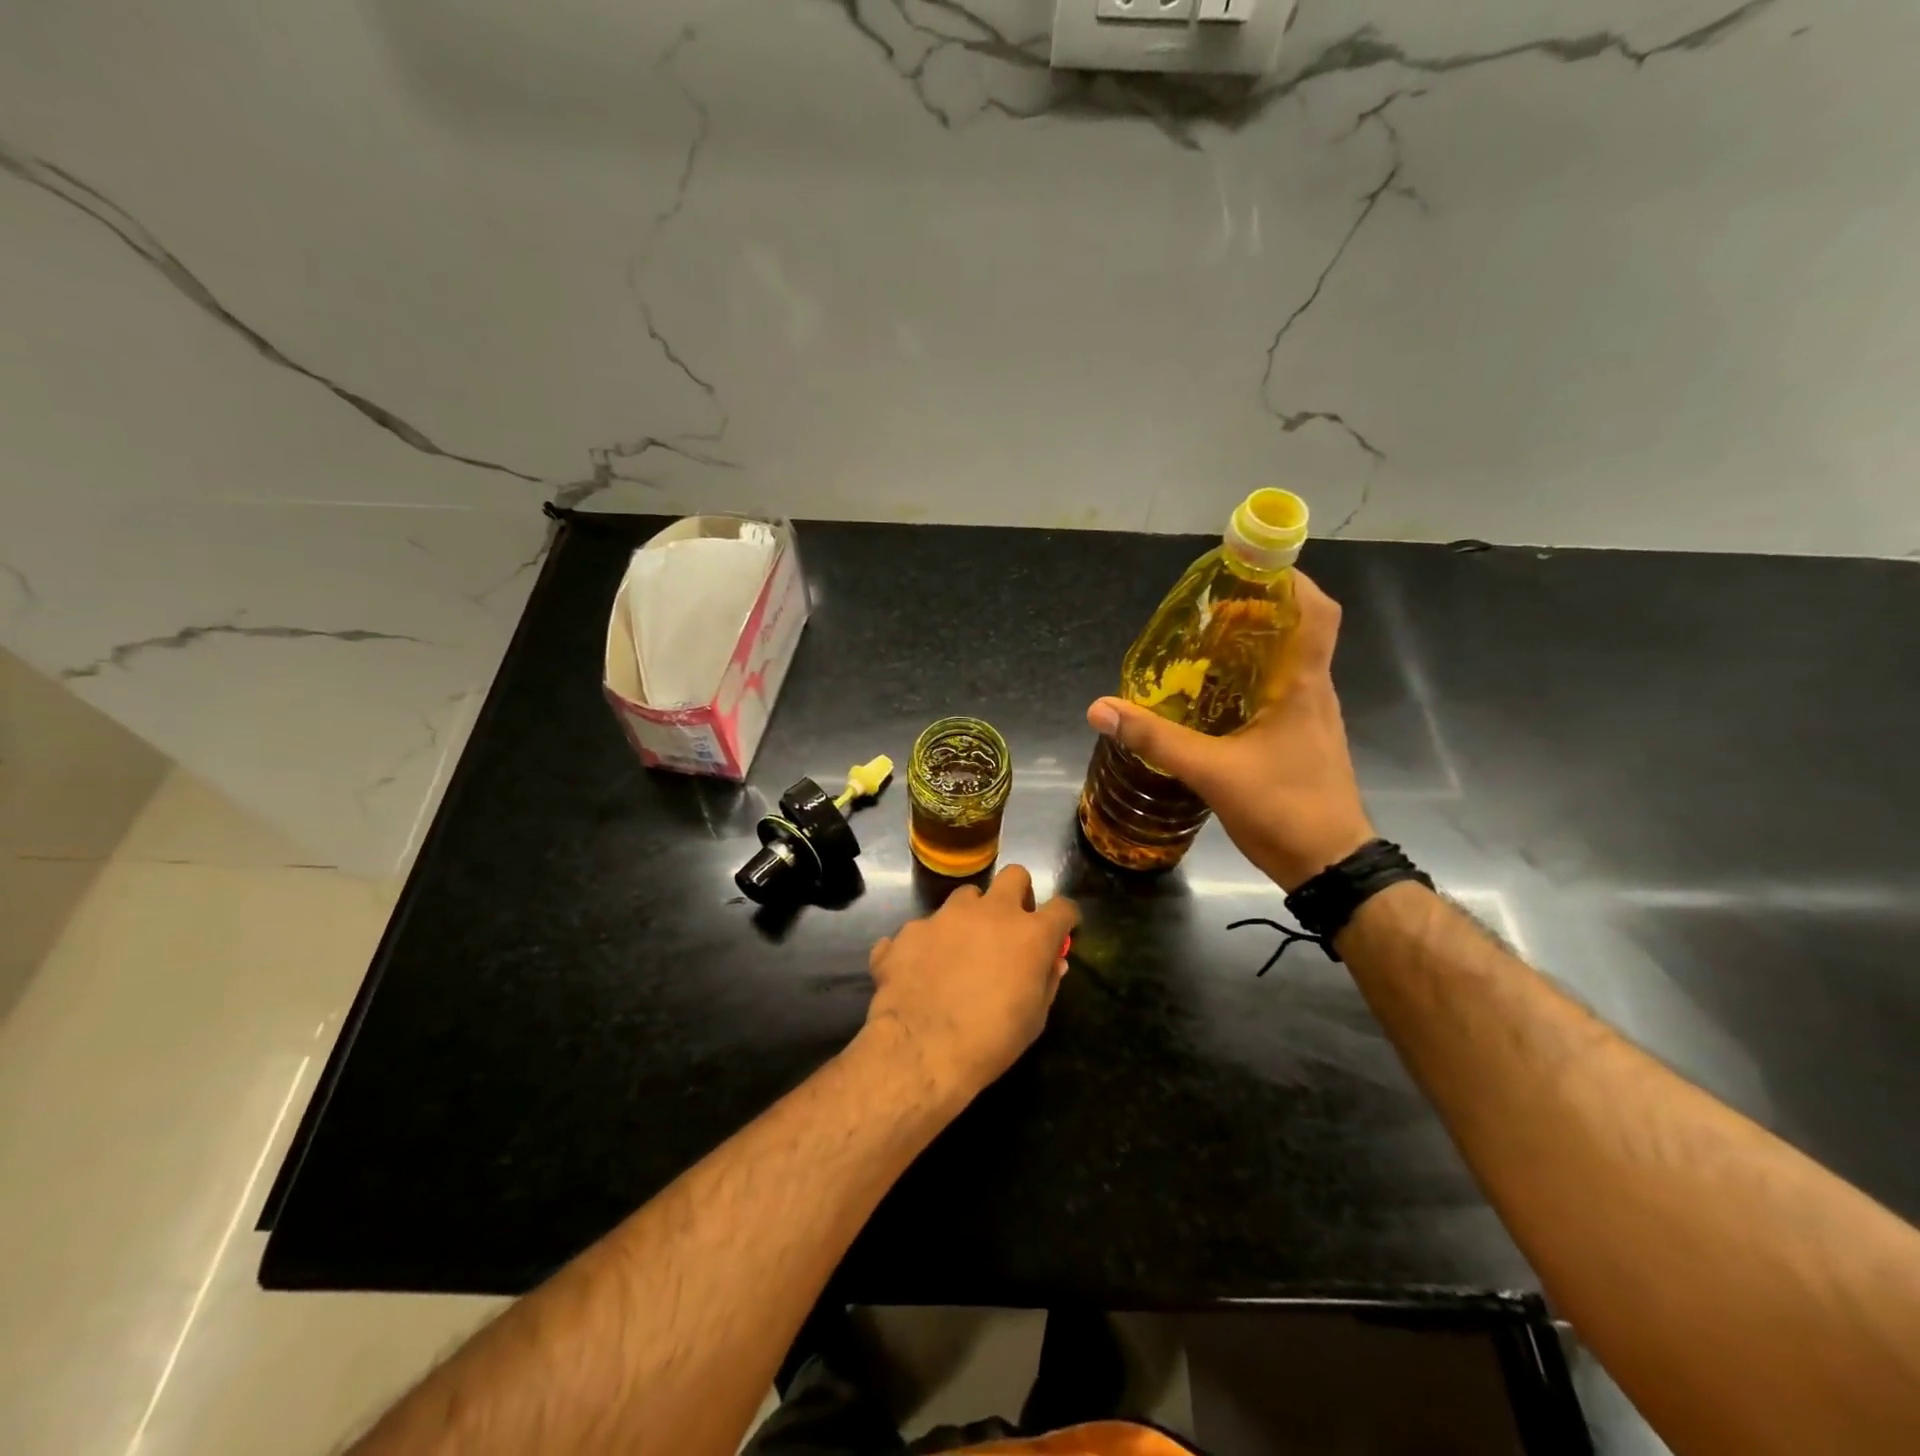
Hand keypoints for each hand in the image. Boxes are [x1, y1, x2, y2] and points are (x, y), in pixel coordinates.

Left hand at [862, 866, 1078, 1103]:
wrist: (921, 1050)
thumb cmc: (991, 1040)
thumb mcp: (1034, 1019)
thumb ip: (1046, 981)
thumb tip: (1053, 961)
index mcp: (1029, 933)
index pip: (1062, 907)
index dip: (1064, 917)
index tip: (1061, 930)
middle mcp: (989, 912)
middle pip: (1014, 875)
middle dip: (1017, 893)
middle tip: (1011, 924)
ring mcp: (946, 915)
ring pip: (966, 896)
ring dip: (970, 915)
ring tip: (961, 948)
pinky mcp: (911, 929)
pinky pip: (924, 928)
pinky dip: (928, 944)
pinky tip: (921, 971)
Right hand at [1085, 571, 1373, 891]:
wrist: (1331, 866)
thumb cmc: (1283, 808)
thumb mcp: (1211, 771)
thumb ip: (1156, 738)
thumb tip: (1100, 708)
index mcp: (1302, 686)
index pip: (1316, 613)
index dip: (1290, 582)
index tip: (1250, 570)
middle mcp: (1313, 693)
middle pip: (1296, 633)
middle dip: (1255, 614)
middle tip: (1206, 615)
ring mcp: (1311, 720)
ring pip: (1285, 666)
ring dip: (1252, 650)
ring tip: (1202, 652)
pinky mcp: (1302, 743)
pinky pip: (1277, 696)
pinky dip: (1249, 685)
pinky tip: (1214, 703)